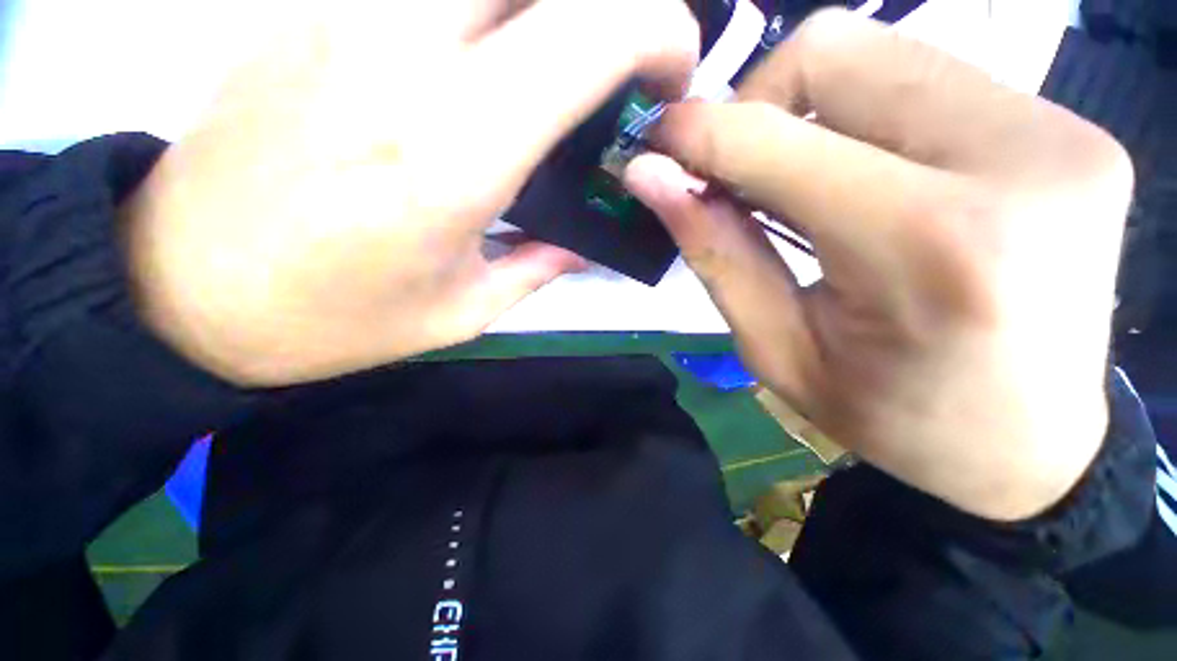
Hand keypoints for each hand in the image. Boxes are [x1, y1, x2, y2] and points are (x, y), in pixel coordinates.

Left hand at [123, 0, 698, 385]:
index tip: (672, 70)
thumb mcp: (462, 312)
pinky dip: (492, 8)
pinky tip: (493, 54)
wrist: (183, 289)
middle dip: (615, 4)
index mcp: (456, 154)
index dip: (655, 30)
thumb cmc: (333, 319)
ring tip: (572, 62)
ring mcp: (344, 13)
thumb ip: (539, 264)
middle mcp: (404, 55)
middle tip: (630, 62)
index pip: (586, 35)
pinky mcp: (308, 9)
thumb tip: (583, 240)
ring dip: (551, 7)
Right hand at [624, 10, 1132, 520]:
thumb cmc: (896, 419)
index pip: (774, 139)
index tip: (654, 143)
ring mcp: (1058, 131)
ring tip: (798, 185)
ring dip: (808, 111)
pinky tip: (861, 178)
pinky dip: (864, 117)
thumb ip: (715, 253)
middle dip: (756, 107)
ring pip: (879, 52)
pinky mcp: (1076, 126)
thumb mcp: (778, 351)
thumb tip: (651, 180)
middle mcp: (1015, 160)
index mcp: (928, 246)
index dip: (697, 132)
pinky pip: (929, 77)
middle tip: (737, 176)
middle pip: (833, 52)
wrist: (1034, 445)